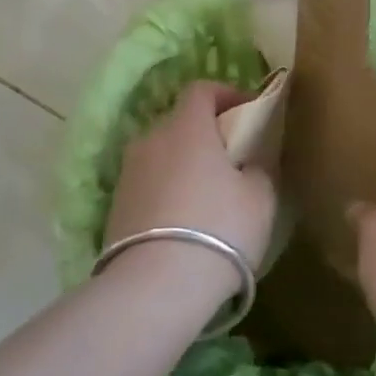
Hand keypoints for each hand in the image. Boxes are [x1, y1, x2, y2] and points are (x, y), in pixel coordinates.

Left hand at [106, 80, 276, 282]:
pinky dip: (166, 191)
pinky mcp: (115, 207)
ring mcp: (128, 174)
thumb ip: (258, 168)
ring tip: (206, 194)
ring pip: (161, 154)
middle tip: (230, 157)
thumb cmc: (219, 228)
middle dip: (205, 131)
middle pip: (179, 122)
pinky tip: (183, 221)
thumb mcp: (260, 197)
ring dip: (182, 163)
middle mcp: (151, 140)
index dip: (225, 94)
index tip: (247, 111)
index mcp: (187, 127)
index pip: (200, 89)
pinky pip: (148, 185)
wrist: (156, 286)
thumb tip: (248, 163)